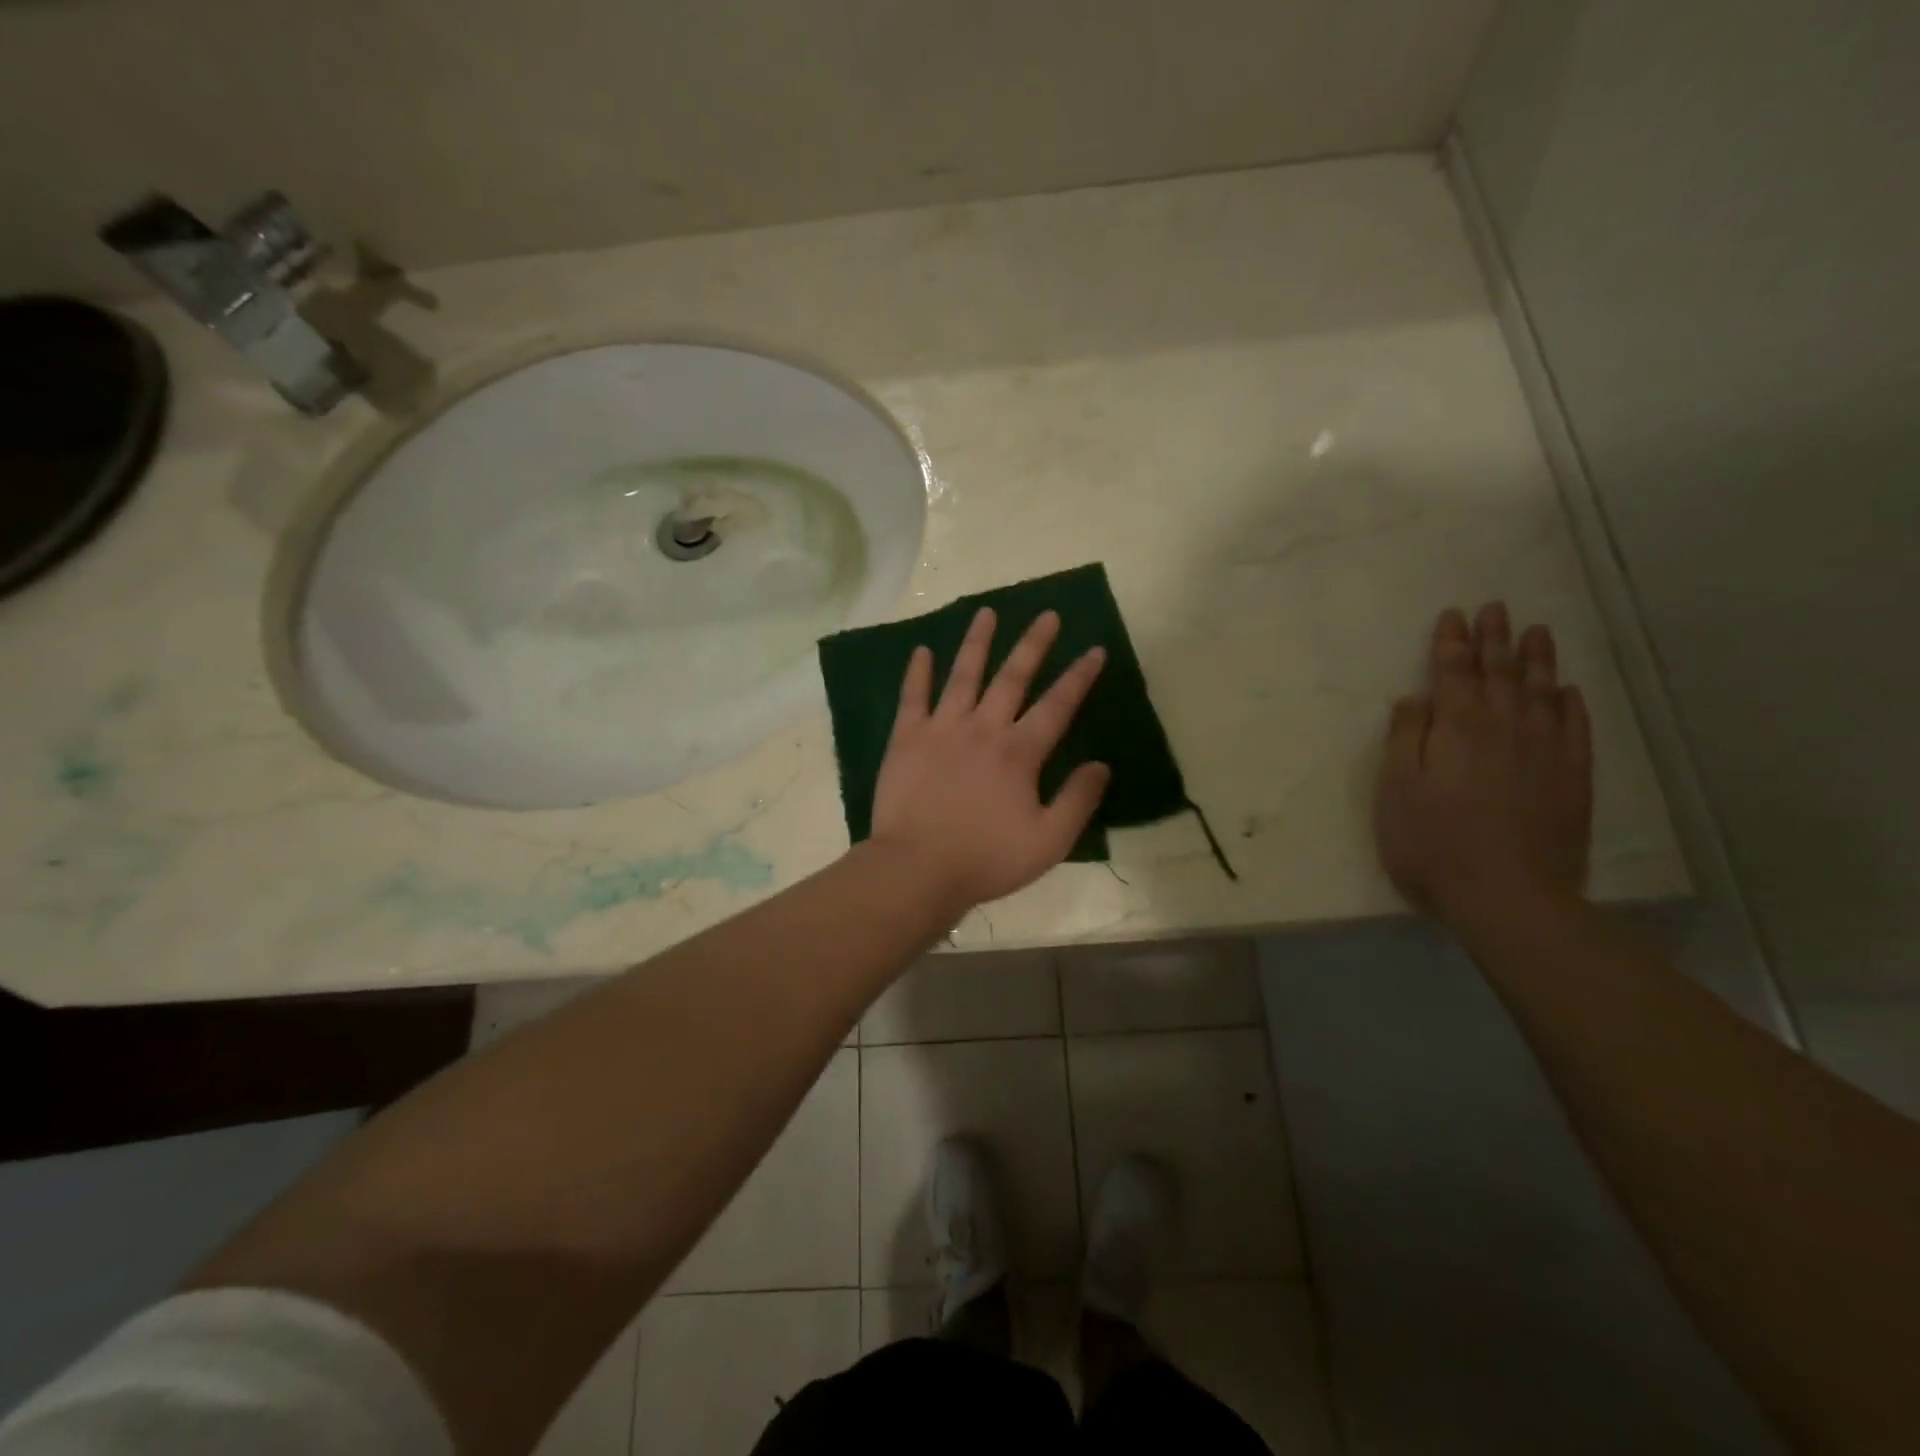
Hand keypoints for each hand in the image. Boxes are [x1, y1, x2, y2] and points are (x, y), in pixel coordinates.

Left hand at [870, 607, 1110, 913]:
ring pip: (963, 675)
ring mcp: (942, 729)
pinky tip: (921, 650)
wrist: (918, 868)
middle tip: (1047, 615)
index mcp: (1019, 752)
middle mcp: (983, 728)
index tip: (1095, 649)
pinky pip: (913, 697)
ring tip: (986, 612)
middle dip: (1034, 644)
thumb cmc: (986, 858)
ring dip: (977, 642)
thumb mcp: (1049, 841)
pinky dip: (917, 672)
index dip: (1079, 677)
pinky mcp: (907, 739)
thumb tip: (1101, 765)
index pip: (1057, 705)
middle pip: (1013, 677)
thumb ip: (1078, 800)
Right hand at [1374, 602, 1592, 927]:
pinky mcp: (1572, 779)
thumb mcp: (1396, 789)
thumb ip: (1404, 738)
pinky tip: (1568, 691)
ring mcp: (1545, 752)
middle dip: (1494, 640)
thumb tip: (1415, 698)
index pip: (1453, 673)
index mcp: (1457, 728)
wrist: (1508, 896)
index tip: (1453, 615)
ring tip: (1536, 631)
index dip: (1451, 643)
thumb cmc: (1432, 842)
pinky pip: (1575, 729)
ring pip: (1542, 693)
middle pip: (1501, 674)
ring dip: (1536, 660)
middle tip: (1495, 608)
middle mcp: (1505, 728)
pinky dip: (1571, 704)